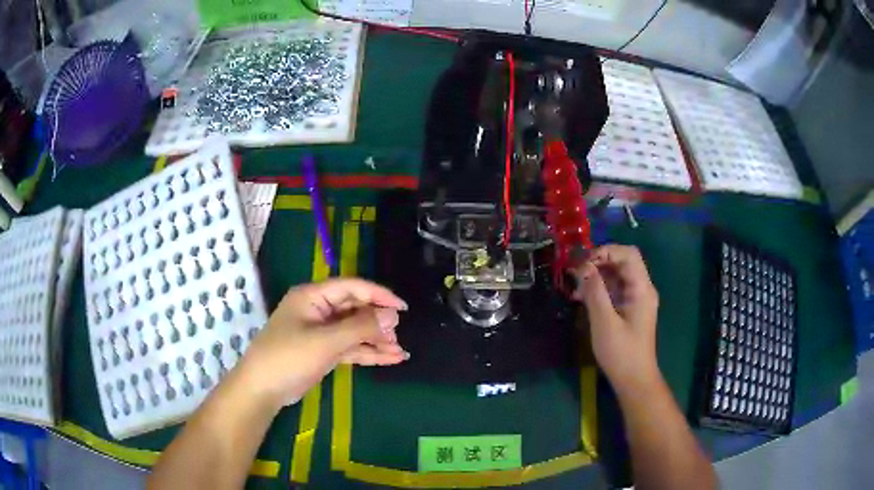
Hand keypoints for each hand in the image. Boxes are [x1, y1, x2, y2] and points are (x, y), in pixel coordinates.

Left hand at [234, 278, 408, 410]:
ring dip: (376, 340)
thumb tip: (392, 316)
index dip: (379, 295)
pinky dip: (367, 352)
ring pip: (354, 330)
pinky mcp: (322, 351)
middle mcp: (318, 310)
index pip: (352, 288)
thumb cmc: (289, 357)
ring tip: (401, 352)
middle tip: (399, 336)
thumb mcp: (326, 341)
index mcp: (313, 296)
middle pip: (355, 309)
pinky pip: (349, 347)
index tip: (403, 309)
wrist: (263, 389)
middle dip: (378, 322)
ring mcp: (320, 332)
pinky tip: (389, 359)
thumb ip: (360, 327)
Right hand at [572, 245, 660, 394]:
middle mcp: (642, 288)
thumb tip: (583, 267)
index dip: (605, 251)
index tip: (583, 263)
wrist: (634, 379)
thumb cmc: (621, 352)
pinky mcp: (630, 309)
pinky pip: (615, 290)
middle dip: (598, 263)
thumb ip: (594, 292)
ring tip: (575, 288)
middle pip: (622, 262)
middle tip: (575, 273)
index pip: (628, 254)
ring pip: (617, 275)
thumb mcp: (604, 322)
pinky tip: (582, 298)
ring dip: (596, 276)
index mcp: (641, 288)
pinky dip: (599, 289)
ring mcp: (636, 299)